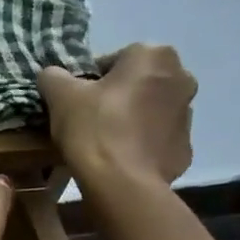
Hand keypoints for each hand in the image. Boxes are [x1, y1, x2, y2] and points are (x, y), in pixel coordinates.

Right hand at [39, 46, 197, 189]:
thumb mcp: (60, 96)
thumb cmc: (94, 129)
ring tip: (103, 142)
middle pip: (136, 83)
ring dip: (130, 119)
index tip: (74, 102)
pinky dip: (141, 144)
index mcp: (153, 55)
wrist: (123, 184)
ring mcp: (188, 115)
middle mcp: (181, 77)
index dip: (88, 81)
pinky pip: (157, 139)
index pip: (112, 60)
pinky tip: (120, 159)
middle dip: (115, 96)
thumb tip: (51, 75)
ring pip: (149, 110)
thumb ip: (53, 76)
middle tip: (88, 120)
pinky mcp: (185, 147)